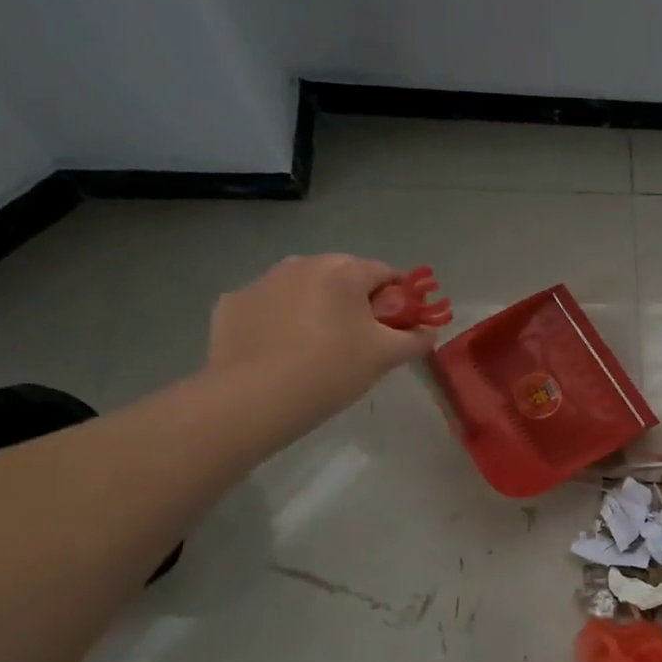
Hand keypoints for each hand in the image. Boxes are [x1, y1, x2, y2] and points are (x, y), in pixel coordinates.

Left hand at [206, 255, 435, 419]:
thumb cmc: (332, 369)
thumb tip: (429, 331)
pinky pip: (269, 307)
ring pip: (304, 289)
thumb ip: (416, 339)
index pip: (386, 274)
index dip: (401, 299)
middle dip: (357, 302)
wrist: (253, 398)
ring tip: (319, 348)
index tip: (401, 326)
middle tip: (362, 341)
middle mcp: (302, 263)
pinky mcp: (232, 303)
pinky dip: (281, 322)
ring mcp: (262, 281)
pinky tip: (282, 352)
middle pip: (343, 277)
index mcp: (344, 270)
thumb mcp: (386, 357)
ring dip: (317, 308)